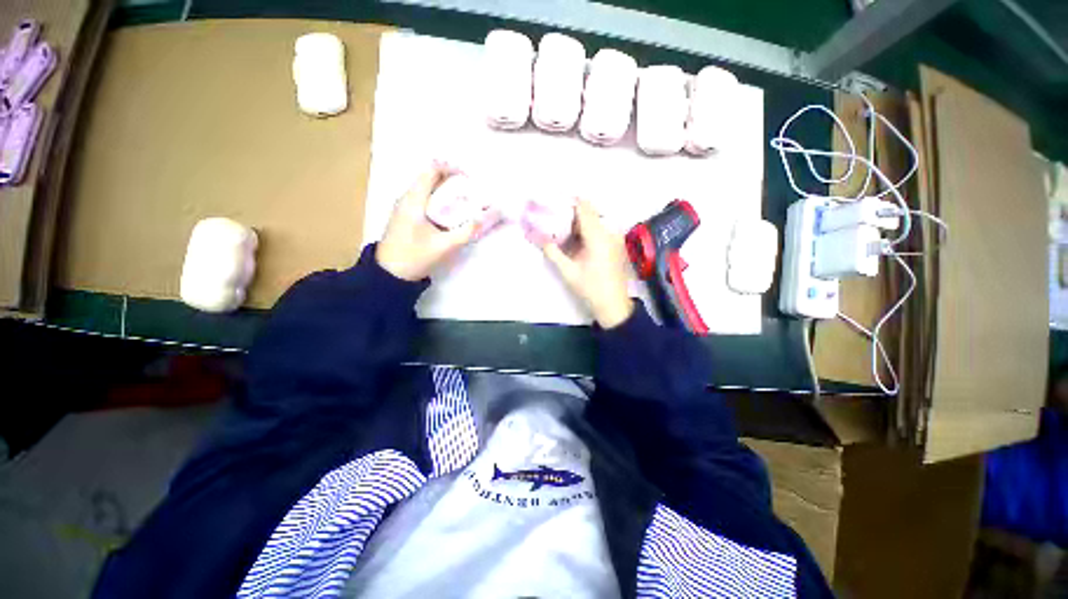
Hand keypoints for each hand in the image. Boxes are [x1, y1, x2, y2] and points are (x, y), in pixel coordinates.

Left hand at [376, 165, 479, 280]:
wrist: (389, 275)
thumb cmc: (415, 257)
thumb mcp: (446, 245)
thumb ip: (469, 230)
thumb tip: (490, 214)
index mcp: (413, 199)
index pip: (432, 169)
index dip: (453, 169)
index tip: (471, 180)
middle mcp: (407, 197)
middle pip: (431, 177)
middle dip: (454, 181)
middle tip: (473, 193)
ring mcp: (404, 207)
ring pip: (428, 189)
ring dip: (448, 191)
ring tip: (467, 203)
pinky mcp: (406, 216)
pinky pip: (425, 200)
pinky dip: (441, 201)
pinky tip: (452, 215)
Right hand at [541, 199, 633, 328]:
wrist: (613, 305)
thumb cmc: (590, 288)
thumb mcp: (568, 270)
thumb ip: (552, 251)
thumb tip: (536, 236)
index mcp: (598, 236)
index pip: (583, 207)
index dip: (568, 202)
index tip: (553, 203)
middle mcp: (610, 231)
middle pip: (589, 212)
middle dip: (571, 212)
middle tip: (554, 217)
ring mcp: (615, 238)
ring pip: (595, 220)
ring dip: (579, 222)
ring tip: (562, 229)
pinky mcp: (616, 244)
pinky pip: (600, 229)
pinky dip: (587, 230)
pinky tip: (576, 240)